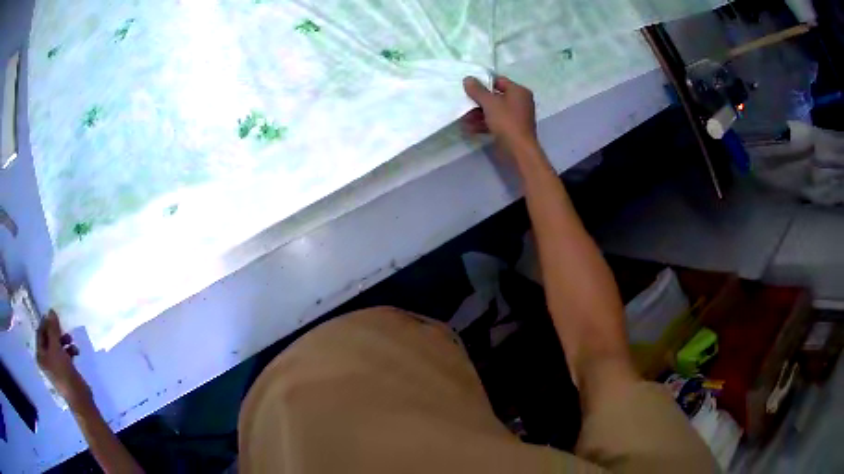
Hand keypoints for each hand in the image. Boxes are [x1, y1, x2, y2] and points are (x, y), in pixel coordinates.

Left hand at [37, 310, 91, 407]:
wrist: (79, 398)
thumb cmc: (63, 373)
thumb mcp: (56, 349)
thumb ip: (53, 330)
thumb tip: (51, 311)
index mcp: (40, 355)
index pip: (40, 333)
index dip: (45, 323)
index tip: (54, 316)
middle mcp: (45, 360)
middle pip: (48, 339)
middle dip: (56, 333)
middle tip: (64, 329)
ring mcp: (55, 366)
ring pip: (57, 346)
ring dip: (64, 341)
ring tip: (72, 341)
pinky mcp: (64, 370)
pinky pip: (64, 355)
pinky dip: (69, 351)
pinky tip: (76, 351)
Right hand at [462, 75, 537, 152]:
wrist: (518, 151)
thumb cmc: (507, 122)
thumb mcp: (490, 103)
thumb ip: (477, 90)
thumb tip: (468, 79)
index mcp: (518, 91)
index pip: (498, 80)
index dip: (483, 82)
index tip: (468, 86)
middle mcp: (519, 102)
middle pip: (494, 96)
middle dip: (477, 101)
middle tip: (463, 102)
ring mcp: (515, 117)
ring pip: (493, 111)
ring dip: (477, 114)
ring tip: (463, 118)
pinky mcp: (510, 130)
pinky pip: (494, 122)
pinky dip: (483, 124)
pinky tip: (469, 128)